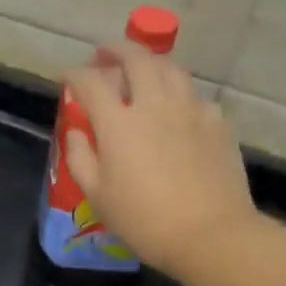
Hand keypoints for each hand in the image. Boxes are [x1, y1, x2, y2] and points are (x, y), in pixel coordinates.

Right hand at [62, 43, 261, 280]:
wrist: (211, 235)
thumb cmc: (144, 220)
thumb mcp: (97, 195)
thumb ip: (81, 156)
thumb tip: (78, 131)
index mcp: (119, 123)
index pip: (90, 82)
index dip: (74, 75)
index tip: (67, 78)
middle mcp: (155, 104)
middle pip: (136, 58)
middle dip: (116, 50)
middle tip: (105, 55)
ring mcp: (191, 110)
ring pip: (171, 68)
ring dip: (151, 63)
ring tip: (142, 72)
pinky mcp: (218, 123)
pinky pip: (195, 96)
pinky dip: (179, 94)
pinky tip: (177, 110)